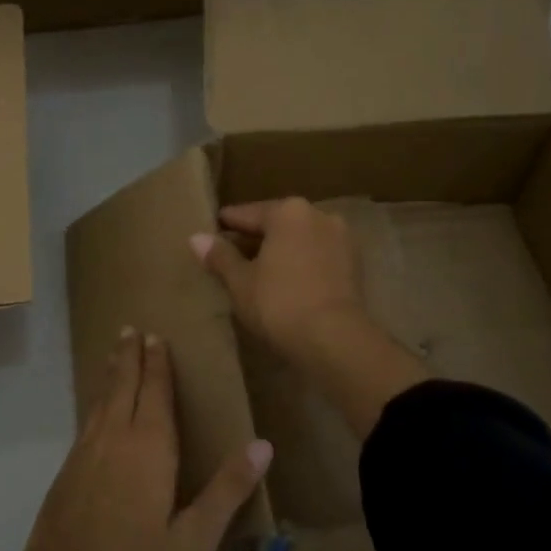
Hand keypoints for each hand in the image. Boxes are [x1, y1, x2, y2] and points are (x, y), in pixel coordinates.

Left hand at [0, 329, 271, 550]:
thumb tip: (264, 445)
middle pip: (124, 386)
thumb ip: (227, 490)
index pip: (156, 393)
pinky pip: (88, 418)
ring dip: (111, 372)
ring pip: (102, 399)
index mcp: (149, 448)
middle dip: (129, 356)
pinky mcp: (68, 469)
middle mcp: (115, 438)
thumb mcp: (194, 539)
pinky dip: (96, 399)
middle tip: (131, 329)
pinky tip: (98, 405)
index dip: (158, 365)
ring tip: (115, 351)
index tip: (157, 337)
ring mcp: (86, 451)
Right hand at [191, 199, 364, 360]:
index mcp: (288, 211)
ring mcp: (341, 238)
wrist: (335, 339)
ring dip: (280, 251)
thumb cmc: (279, 303)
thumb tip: (196, 238)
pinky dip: (300, 264)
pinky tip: (285, 282)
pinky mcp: (354, 265)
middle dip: (255, 239)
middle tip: (230, 256)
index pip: (248, 214)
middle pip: (277, 224)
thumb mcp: (240, 281)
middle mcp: (318, 215)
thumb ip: (220, 256)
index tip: (212, 231)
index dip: (227, 225)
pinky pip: (317, 257)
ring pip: (299, 240)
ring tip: (257, 272)